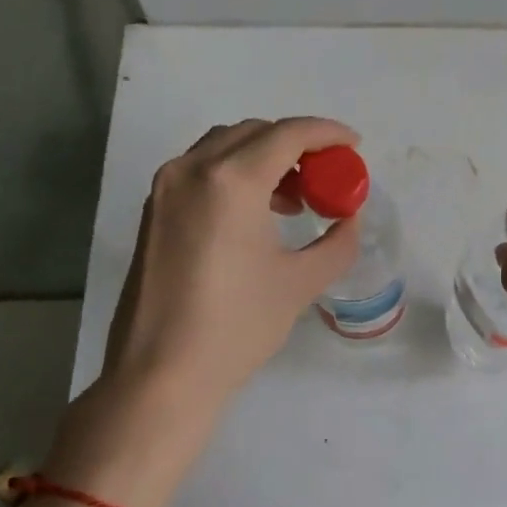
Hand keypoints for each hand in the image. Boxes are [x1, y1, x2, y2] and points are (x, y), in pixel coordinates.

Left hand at [98, 117, 362, 410]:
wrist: (160, 373)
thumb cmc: (236, 327)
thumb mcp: (300, 283)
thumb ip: (337, 242)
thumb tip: (349, 219)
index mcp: (231, 181)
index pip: (287, 134)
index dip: (327, 133)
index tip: (353, 145)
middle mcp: (191, 170)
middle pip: (253, 133)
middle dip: (295, 145)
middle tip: (325, 175)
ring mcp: (165, 189)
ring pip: (223, 147)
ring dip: (262, 157)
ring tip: (293, 199)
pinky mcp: (153, 211)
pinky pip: (200, 170)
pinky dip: (233, 174)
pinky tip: (253, 214)